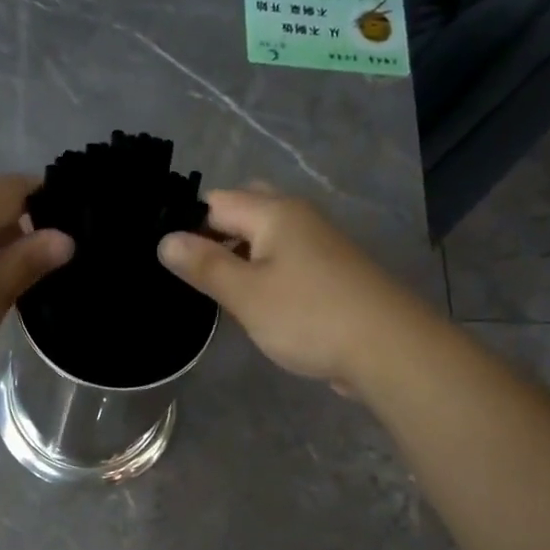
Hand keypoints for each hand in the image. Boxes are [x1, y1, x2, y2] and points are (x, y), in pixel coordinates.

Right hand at [157, 188, 431, 391]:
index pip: (215, 202)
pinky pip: (283, 262)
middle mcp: (298, 217)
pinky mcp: (328, 273)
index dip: (187, 225)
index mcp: (274, 212)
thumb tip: (164, 240)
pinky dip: (262, 275)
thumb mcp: (246, 294)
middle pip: (244, 213)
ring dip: (237, 259)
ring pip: (264, 239)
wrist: (385, 347)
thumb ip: (205, 265)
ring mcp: (317, 245)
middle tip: (190, 275)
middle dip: (214, 237)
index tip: (165, 261)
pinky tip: (250, 305)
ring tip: (212, 293)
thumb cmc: (308, 316)